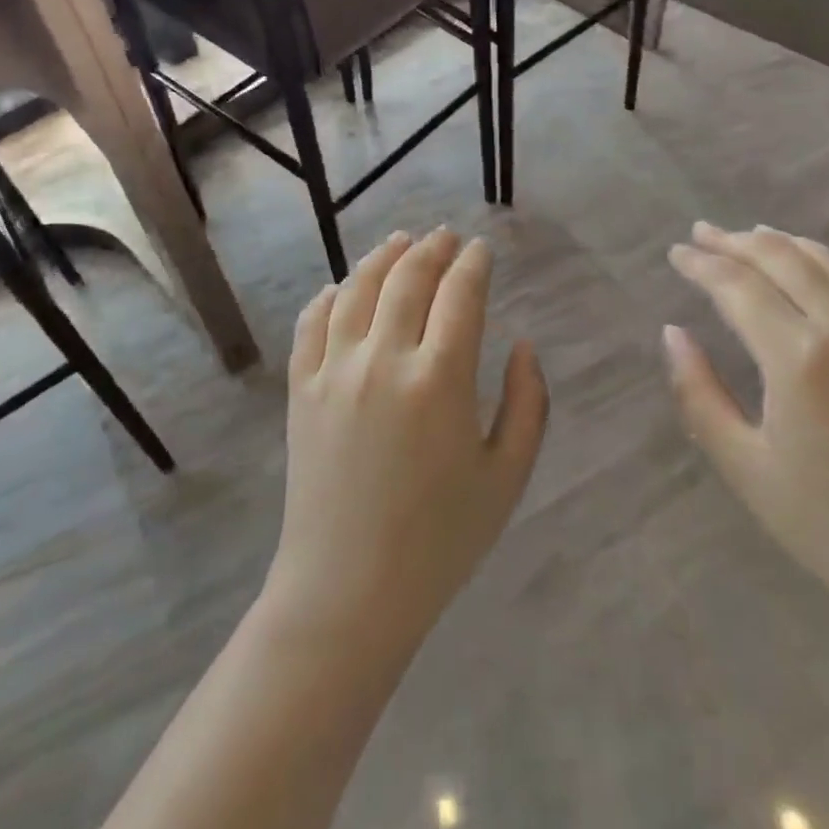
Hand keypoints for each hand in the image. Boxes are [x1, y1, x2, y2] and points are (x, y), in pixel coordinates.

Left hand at [264, 229, 548, 653]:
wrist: (348, 591)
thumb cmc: (440, 540)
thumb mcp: (507, 477)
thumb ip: (527, 404)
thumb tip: (524, 345)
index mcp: (440, 379)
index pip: (460, 294)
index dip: (474, 264)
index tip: (481, 249)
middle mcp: (384, 359)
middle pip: (408, 278)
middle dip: (432, 249)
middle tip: (445, 236)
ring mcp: (335, 371)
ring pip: (357, 289)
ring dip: (382, 258)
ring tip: (400, 241)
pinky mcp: (300, 390)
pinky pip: (311, 324)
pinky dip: (329, 296)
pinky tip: (341, 286)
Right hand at [665, 223, 828, 640]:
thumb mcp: (744, 467)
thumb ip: (698, 393)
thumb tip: (673, 333)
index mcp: (797, 358)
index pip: (737, 285)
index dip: (701, 264)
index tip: (676, 253)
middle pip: (782, 259)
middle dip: (735, 241)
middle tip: (702, 232)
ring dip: (784, 243)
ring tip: (751, 235)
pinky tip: (820, 263)